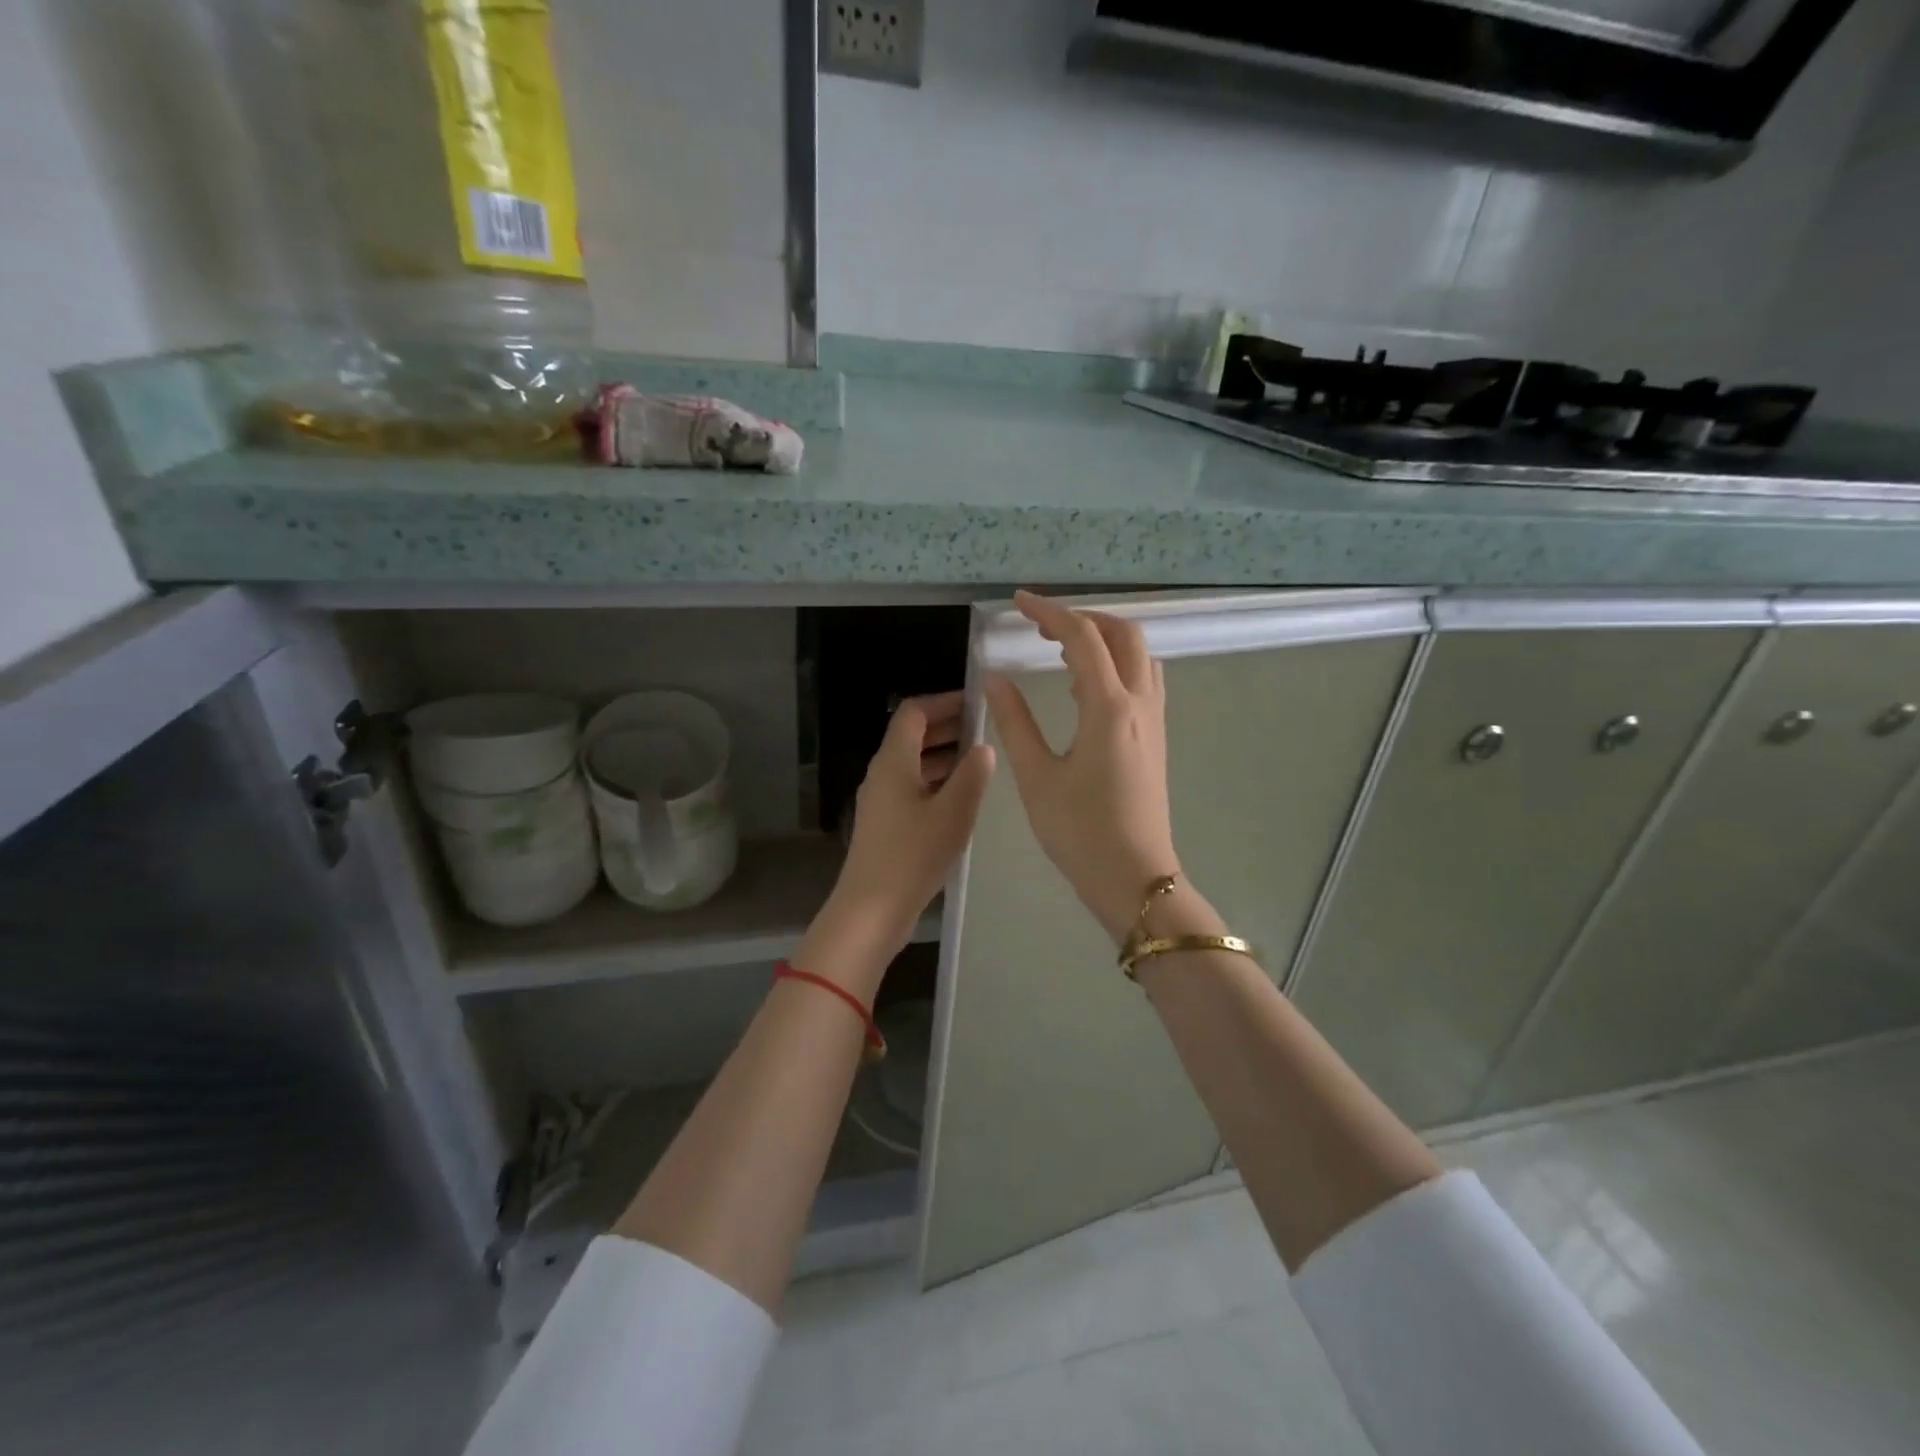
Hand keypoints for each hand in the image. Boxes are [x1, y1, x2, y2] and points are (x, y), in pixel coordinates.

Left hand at [805, 692, 994, 994]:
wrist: (871, 911)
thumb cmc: (913, 856)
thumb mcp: (953, 813)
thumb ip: (972, 776)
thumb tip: (983, 749)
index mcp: (893, 762)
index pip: (914, 712)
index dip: (945, 702)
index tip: (977, 704)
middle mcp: (882, 774)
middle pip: (912, 736)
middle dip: (947, 728)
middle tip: (985, 730)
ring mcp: (881, 801)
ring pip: (913, 764)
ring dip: (944, 757)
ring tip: (981, 762)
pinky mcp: (885, 825)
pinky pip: (912, 789)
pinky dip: (936, 783)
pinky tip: (962, 798)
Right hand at [984, 591, 1179, 942]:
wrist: (1134, 878)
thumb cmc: (1080, 832)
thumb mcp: (1037, 777)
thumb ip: (1015, 722)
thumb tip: (994, 679)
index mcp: (1109, 709)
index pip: (1082, 639)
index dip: (1049, 613)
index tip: (1018, 602)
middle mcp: (1139, 704)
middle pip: (1123, 634)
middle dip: (1083, 618)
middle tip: (1041, 625)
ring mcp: (1154, 720)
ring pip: (1139, 655)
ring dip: (1104, 638)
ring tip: (1062, 648)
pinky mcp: (1156, 738)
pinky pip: (1142, 680)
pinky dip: (1116, 663)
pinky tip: (1086, 686)